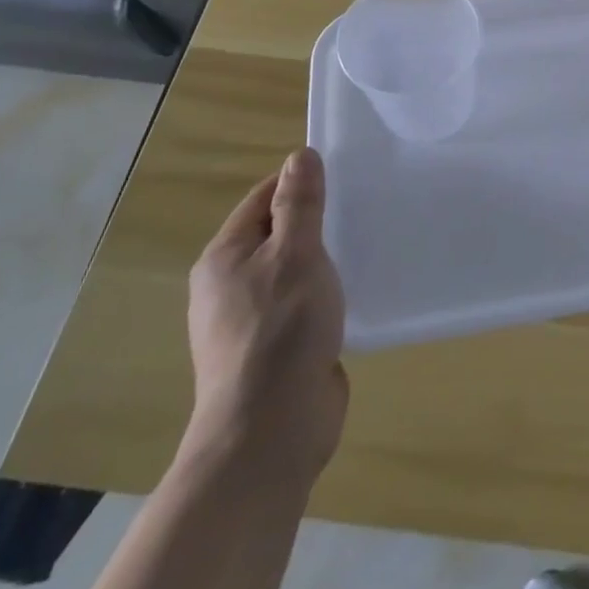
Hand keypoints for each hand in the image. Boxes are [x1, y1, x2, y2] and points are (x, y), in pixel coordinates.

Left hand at [186, 148, 348, 495]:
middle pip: (276, 234)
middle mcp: (228, 287)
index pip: (263, 199)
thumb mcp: (296, 254)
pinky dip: (324, 293)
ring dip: (323, 260)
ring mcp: (248, 322)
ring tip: (365, 246)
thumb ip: (299, 204)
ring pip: (291, 272)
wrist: (271, 431)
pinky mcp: (273, 351)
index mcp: (223, 258)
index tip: (344, 177)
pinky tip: (354, 293)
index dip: (299, 183)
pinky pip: (301, 305)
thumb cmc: (281, 330)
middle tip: (361, 208)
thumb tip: (300, 156)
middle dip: (316, 221)